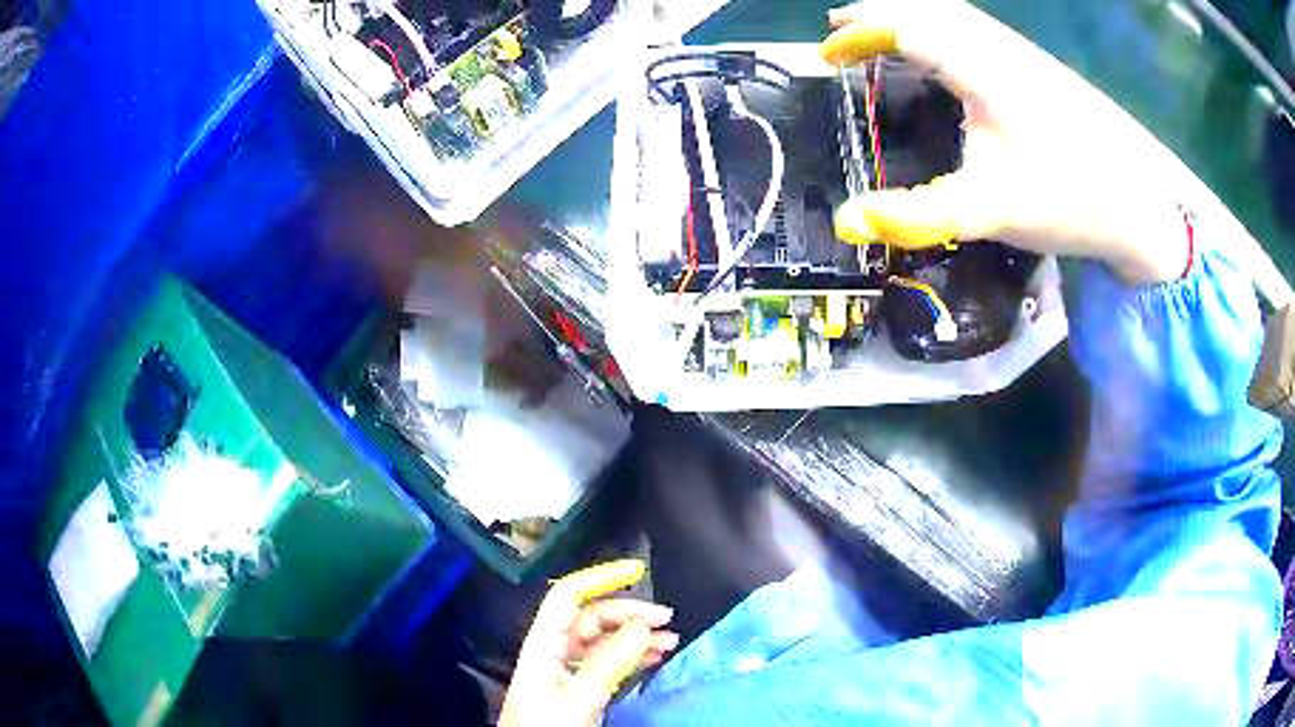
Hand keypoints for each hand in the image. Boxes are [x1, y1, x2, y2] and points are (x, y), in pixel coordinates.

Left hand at [500, 560, 679, 726]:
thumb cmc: (548, 725)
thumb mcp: (580, 695)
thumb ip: (610, 661)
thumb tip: (644, 626)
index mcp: (545, 643)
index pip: (568, 596)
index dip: (600, 578)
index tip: (637, 571)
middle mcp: (556, 650)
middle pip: (592, 617)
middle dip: (629, 612)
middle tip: (667, 620)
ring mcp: (569, 670)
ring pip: (605, 641)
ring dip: (637, 636)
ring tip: (671, 640)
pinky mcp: (581, 688)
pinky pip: (610, 662)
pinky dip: (634, 656)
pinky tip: (655, 657)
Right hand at [824, 0, 1190, 284]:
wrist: (1136, 207)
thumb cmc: (1066, 201)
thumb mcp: (990, 210)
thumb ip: (918, 216)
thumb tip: (846, 221)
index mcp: (982, 70)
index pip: (906, 28)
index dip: (860, 35)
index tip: (826, 55)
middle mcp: (999, 50)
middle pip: (928, 9)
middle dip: (878, 13)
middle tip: (841, 28)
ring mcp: (1022, 58)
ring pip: (954, 15)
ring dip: (910, 15)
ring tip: (880, 31)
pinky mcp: (1038, 73)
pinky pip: (976, 32)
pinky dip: (941, 29)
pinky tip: (942, 49)